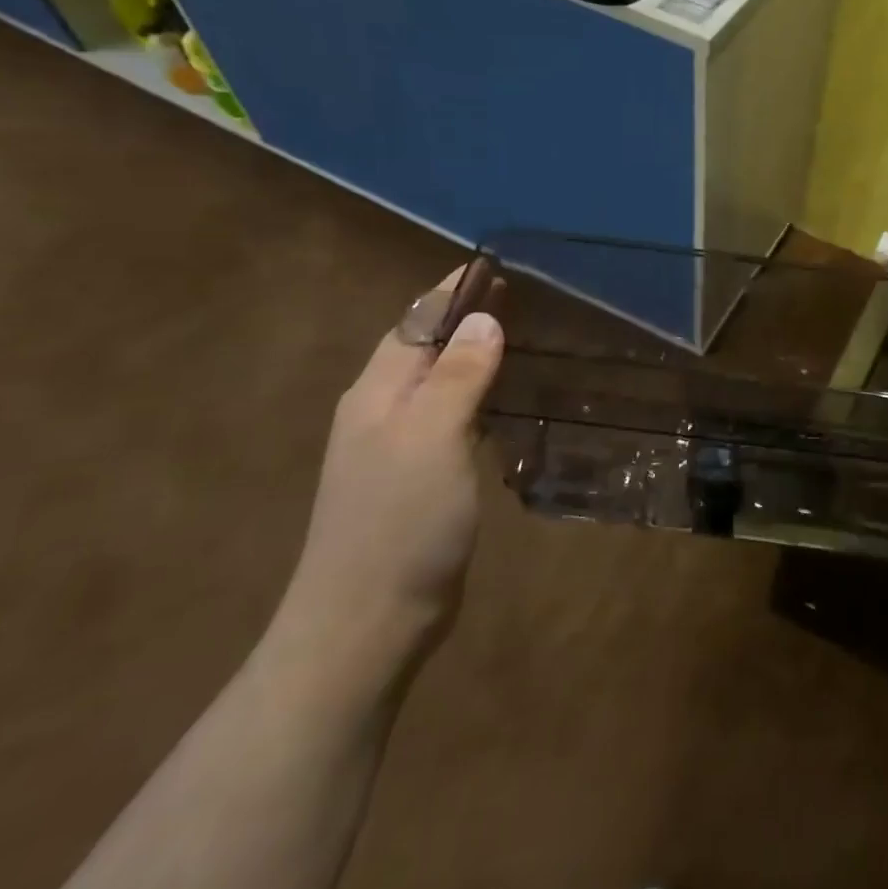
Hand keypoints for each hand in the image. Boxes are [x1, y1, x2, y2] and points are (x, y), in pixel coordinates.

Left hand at [280, 269, 505, 659]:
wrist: (367, 623)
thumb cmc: (400, 523)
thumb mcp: (431, 438)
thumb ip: (457, 376)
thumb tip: (483, 320)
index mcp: (377, 395)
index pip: (416, 323)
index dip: (451, 292)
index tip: (493, 265)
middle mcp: (382, 414)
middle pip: (424, 349)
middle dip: (464, 318)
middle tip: (519, 297)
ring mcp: (398, 451)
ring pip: (439, 385)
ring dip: (472, 357)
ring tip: (520, 339)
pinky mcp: (419, 481)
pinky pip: (452, 420)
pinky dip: (478, 399)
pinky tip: (505, 404)